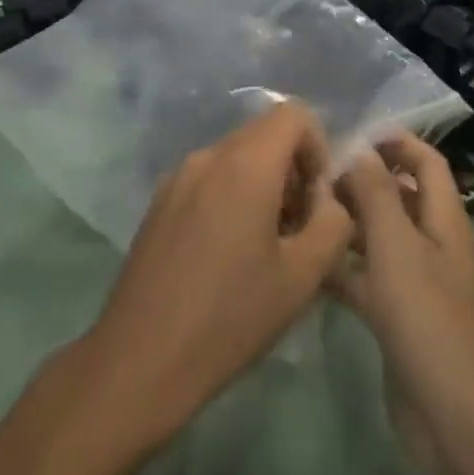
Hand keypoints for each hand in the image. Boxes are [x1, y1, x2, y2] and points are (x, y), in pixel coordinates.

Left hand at [76, 101, 355, 446]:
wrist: (140, 360)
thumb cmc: (230, 317)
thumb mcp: (303, 276)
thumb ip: (333, 223)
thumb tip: (330, 199)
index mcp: (245, 163)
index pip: (294, 114)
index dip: (318, 147)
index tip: (317, 200)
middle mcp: (209, 155)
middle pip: (265, 133)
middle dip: (293, 169)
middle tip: (297, 228)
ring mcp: (178, 176)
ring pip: (236, 157)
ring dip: (263, 184)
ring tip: (265, 247)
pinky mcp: (159, 201)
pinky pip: (209, 178)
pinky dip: (231, 195)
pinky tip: (227, 255)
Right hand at [332, 134, 473, 432]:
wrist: (456, 421)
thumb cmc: (429, 318)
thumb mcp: (397, 246)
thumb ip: (376, 192)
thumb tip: (358, 149)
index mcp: (444, 220)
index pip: (427, 162)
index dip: (397, 142)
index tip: (353, 134)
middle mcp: (433, 245)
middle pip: (399, 197)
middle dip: (362, 182)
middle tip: (314, 174)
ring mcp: (417, 284)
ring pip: (379, 239)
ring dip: (348, 224)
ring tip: (302, 211)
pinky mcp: (398, 319)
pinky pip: (367, 280)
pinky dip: (342, 268)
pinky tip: (307, 263)